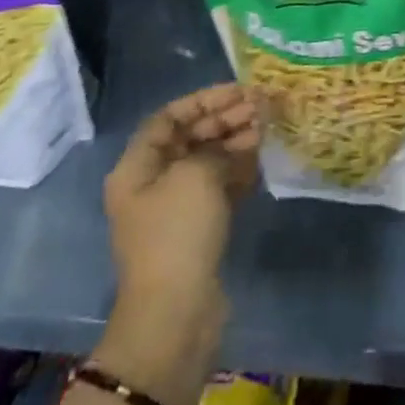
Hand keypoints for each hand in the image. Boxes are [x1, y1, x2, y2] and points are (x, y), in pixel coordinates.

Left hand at [97, 83, 260, 404]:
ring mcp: (175, 208)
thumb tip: (240, 136)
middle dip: (226, 119)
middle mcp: (152, 183)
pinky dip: (239, 169)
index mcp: (137, 167)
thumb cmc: (178, 233)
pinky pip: (219, 186)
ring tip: (266, 128)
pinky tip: (261, 159)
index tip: (240, 91)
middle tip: (261, 108)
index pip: (169, 118)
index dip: (204, 100)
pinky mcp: (198, 229)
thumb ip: (219, 145)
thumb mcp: (196, 175)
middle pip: (190, 137)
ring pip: (208, 160)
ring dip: (236, 141)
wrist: (176, 312)